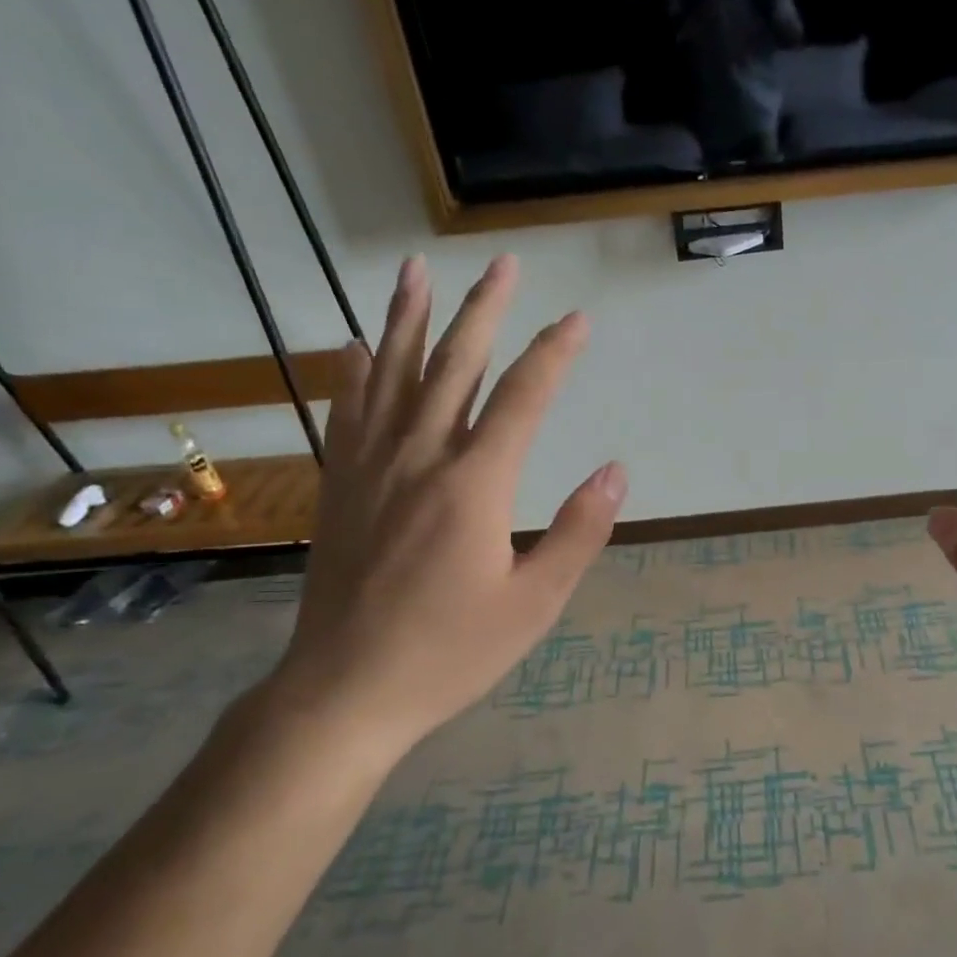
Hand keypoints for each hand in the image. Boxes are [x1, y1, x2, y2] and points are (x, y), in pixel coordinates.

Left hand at [271, 254, 624, 758]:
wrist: (345, 691)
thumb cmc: (451, 652)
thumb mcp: (534, 604)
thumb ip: (578, 532)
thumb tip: (616, 471)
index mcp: (474, 485)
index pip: (522, 399)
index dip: (553, 354)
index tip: (578, 321)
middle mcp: (419, 459)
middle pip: (455, 366)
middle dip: (484, 311)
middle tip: (503, 264)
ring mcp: (370, 468)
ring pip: (393, 374)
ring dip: (410, 317)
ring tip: (417, 268)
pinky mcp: (340, 487)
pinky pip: (348, 412)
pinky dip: (357, 372)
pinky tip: (359, 344)